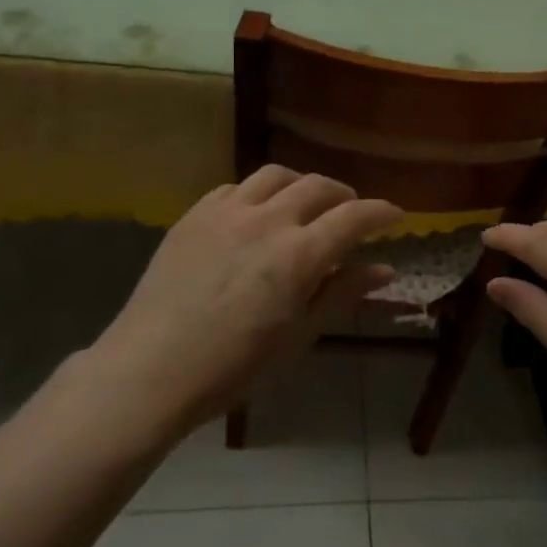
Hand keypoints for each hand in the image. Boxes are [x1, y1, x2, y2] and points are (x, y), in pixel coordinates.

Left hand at [88, 167, 400, 438]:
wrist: (150, 370)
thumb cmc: (234, 366)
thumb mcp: (298, 335)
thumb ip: (341, 293)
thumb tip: (384, 269)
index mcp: (299, 254)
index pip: (354, 217)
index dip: (381, 212)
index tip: (395, 216)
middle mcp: (267, 220)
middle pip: (318, 186)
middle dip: (344, 196)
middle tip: (351, 213)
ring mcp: (226, 212)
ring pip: (276, 175)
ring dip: (301, 184)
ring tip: (305, 204)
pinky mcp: (194, 215)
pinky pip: (235, 187)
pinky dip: (258, 194)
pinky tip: (256, 213)